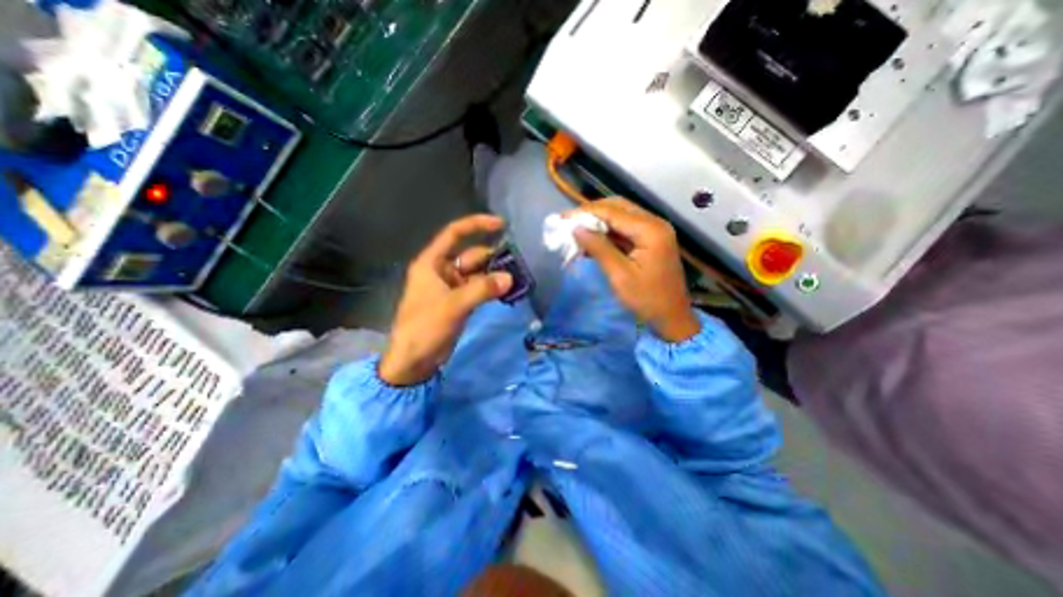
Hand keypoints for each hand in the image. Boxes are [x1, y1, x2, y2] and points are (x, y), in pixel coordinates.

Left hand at [383, 217, 514, 385]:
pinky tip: (508, 291)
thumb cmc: (425, 327)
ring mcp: (452, 287)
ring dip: (495, 275)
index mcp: (432, 263)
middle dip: (493, 258)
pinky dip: (492, 289)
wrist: (414, 361)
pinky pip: (479, 289)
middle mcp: (442, 271)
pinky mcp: (460, 302)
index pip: (454, 234)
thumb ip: (482, 289)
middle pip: (471, 255)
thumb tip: (509, 278)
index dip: (476, 225)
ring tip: (517, 279)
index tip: (501, 224)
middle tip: (518, 265)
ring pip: (478, 273)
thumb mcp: (453, 305)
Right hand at [569, 198, 704, 341]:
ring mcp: (654, 231)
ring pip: (621, 216)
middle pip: (618, 207)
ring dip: (599, 222)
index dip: (586, 212)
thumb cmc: (647, 299)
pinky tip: (592, 240)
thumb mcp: (619, 275)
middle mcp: (654, 223)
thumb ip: (599, 248)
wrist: (672, 317)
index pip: (613, 211)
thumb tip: (576, 228)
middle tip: (569, 222)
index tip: (563, 218)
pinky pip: (625, 229)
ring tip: (577, 231)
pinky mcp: (650, 240)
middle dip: (592, 213)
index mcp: (650, 230)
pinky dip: (607, 232)